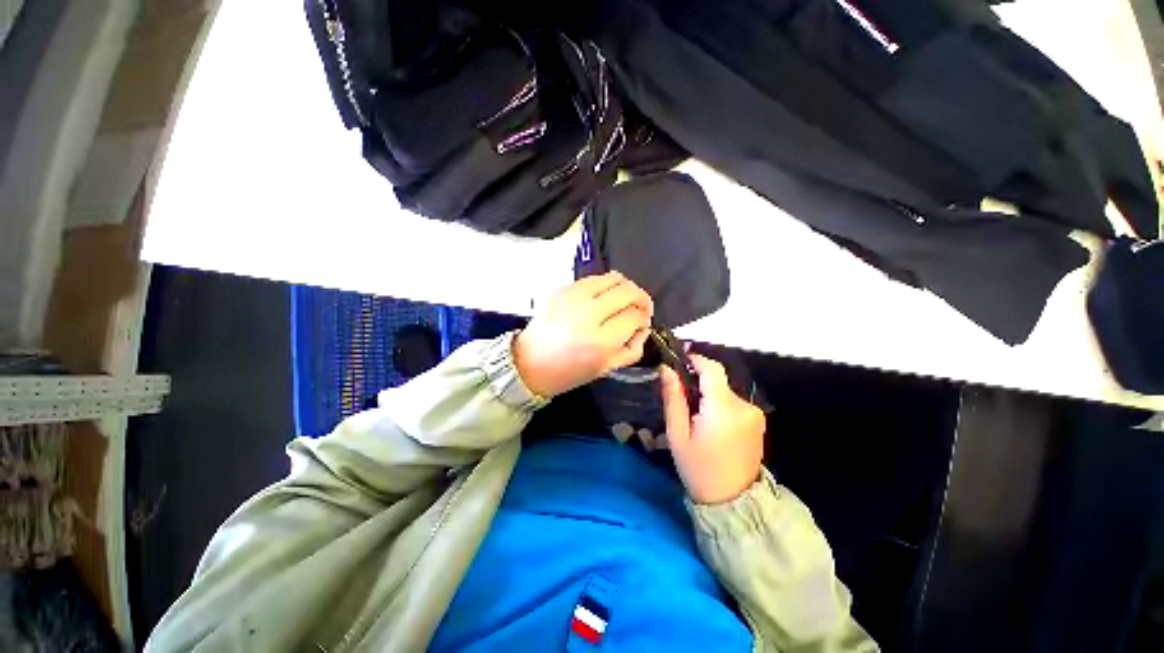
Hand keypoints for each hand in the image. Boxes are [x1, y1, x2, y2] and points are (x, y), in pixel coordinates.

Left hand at [514, 272, 652, 396]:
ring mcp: (572, 297)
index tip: (643, 322)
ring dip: (626, 287)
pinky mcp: (561, 288)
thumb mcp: (606, 369)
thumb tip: (643, 327)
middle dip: (642, 298)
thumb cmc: (568, 371)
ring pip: (613, 277)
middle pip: (628, 291)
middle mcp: (587, 314)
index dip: (644, 318)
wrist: (528, 362)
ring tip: (625, 300)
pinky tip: (603, 299)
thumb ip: (632, 348)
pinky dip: (606, 286)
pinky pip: (594, 279)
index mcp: (599, 342)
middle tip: (641, 308)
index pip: (634, 316)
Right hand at [660, 354, 765, 503]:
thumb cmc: (698, 469)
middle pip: (718, 380)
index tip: (679, 360)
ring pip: (725, 391)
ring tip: (695, 417)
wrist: (733, 502)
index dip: (695, 359)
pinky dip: (719, 404)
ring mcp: (754, 414)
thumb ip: (673, 398)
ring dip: (708, 395)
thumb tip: (666, 369)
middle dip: (698, 383)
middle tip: (681, 399)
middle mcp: (744, 406)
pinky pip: (734, 402)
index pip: (712, 369)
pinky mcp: (758, 422)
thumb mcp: (677, 434)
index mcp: (723, 409)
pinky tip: (710, 424)